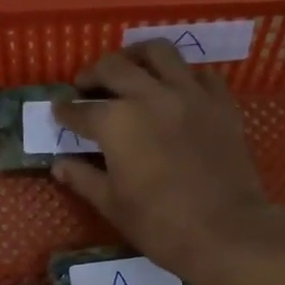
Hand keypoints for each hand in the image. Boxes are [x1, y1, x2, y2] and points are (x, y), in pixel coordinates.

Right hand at [52, 40, 276, 273]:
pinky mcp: (221, 103)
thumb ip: (84, 178)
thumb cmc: (160, 225)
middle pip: (114, 67)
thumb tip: (59, 164)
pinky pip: (200, 74)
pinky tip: (177, 89)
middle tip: (86, 85)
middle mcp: (149, 96)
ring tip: (131, 68)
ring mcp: (189, 94)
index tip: (58, 111)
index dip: (65, 111)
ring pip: (159, 52)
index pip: (80, 110)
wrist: (226, 232)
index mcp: (116, 122)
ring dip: (137, 56)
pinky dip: (183, 76)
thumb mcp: (113, 205)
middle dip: (93, 74)